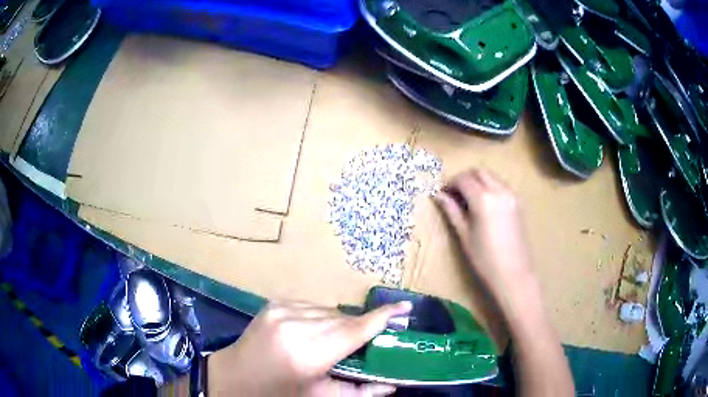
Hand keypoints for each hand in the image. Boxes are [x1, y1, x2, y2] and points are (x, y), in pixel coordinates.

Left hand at [208, 300, 411, 395]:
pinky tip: (314, 333)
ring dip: (339, 324)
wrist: (233, 376)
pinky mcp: (274, 303)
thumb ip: (359, 392)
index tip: (406, 308)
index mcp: (307, 354)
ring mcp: (282, 310)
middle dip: (361, 328)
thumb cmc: (276, 393)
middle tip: (371, 341)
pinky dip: (320, 318)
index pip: (355, 331)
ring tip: (336, 342)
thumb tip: (391, 385)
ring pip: (329, 311)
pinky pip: (311, 307)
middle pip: (344, 319)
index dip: (383, 318)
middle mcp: (295, 326)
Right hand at [434, 169, 533, 302]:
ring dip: (478, 181)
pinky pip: (501, 185)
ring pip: (491, 177)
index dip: (450, 183)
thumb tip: (438, 195)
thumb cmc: (484, 259)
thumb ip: (452, 211)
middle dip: (465, 178)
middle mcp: (499, 191)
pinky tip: (484, 205)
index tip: (443, 193)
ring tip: (468, 200)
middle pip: (479, 172)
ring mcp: (512, 195)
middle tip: (454, 193)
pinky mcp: (519, 202)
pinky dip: (490, 187)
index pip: (463, 179)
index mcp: (484, 199)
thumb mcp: (464, 235)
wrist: (514, 274)